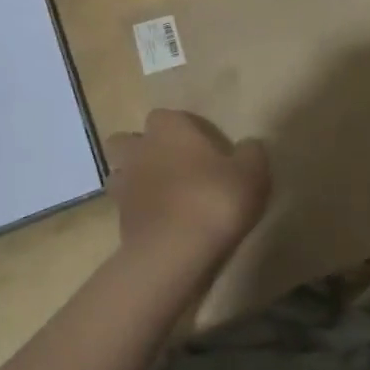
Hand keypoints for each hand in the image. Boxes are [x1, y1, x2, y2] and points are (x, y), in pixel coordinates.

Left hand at [104, 110, 270, 266]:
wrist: (174, 252)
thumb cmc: (214, 199)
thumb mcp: (251, 173)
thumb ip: (251, 153)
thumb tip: (249, 146)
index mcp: (169, 127)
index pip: (167, 116)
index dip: (180, 130)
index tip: (200, 148)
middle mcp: (140, 148)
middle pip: (128, 140)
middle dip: (142, 149)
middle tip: (170, 167)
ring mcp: (124, 183)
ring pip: (118, 171)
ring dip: (133, 178)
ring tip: (159, 195)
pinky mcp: (118, 218)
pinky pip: (123, 206)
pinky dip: (136, 211)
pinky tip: (157, 223)